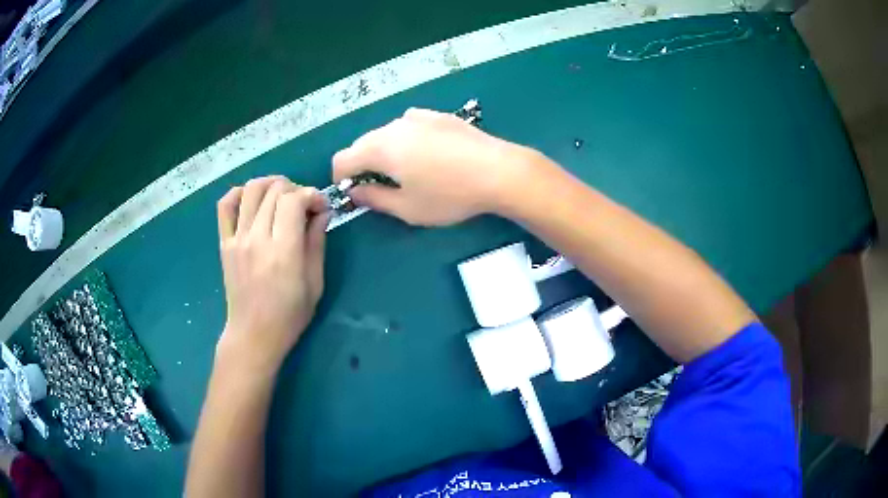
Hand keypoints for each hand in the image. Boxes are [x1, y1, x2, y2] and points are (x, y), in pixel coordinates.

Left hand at [215, 176, 328, 372]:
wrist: (254, 334)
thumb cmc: (290, 315)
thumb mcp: (315, 283)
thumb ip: (317, 243)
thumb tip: (321, 212)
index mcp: (283, 251)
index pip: (294, 200)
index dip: (311, 194)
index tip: (320, 207)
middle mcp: (258, 238)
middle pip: (274, 190)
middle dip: (295, 189)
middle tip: (303, 205)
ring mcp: (237, 239)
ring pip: (251, 190)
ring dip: (270, 184)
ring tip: (280, 196)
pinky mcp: (225, 243)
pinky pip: (225, 206)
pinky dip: (238, 193)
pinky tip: (251, 199)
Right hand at [332, 108, 533, 225]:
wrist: (499, 171)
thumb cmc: (450, 195)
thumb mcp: (408, 208)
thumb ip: (375, 199)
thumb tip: (356, 192)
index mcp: (380, 148)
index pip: (343, 158)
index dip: (341, 178)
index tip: (353, 194)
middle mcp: (394, 125)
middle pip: (363, 143)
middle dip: (362, 165)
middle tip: (379, 187)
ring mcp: (419, 116)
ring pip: (387, 133)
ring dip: (384, 151)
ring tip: (407, 172)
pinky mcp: (439, 115)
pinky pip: (410, 125)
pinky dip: (406, 139)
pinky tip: (427, 154)